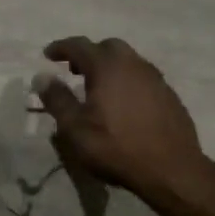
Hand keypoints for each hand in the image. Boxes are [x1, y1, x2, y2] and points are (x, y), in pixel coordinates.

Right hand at [35, 37, 207, 202]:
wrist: (172, 170)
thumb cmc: (116, 147)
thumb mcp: (75, 128)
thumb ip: (57, 99)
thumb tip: (42, 77)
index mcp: (107, 67)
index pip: (79, 45)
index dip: (61, 48)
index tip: (48, 55)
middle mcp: (133, 64)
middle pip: (108, 47)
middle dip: (88, 54)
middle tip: (74, 71)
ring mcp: (155, 79)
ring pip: (128, 61)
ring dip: (110, 67)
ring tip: (98, 88)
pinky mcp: (169, 95)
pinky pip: (143, 77)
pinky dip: (127, 81)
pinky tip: (123, 103)